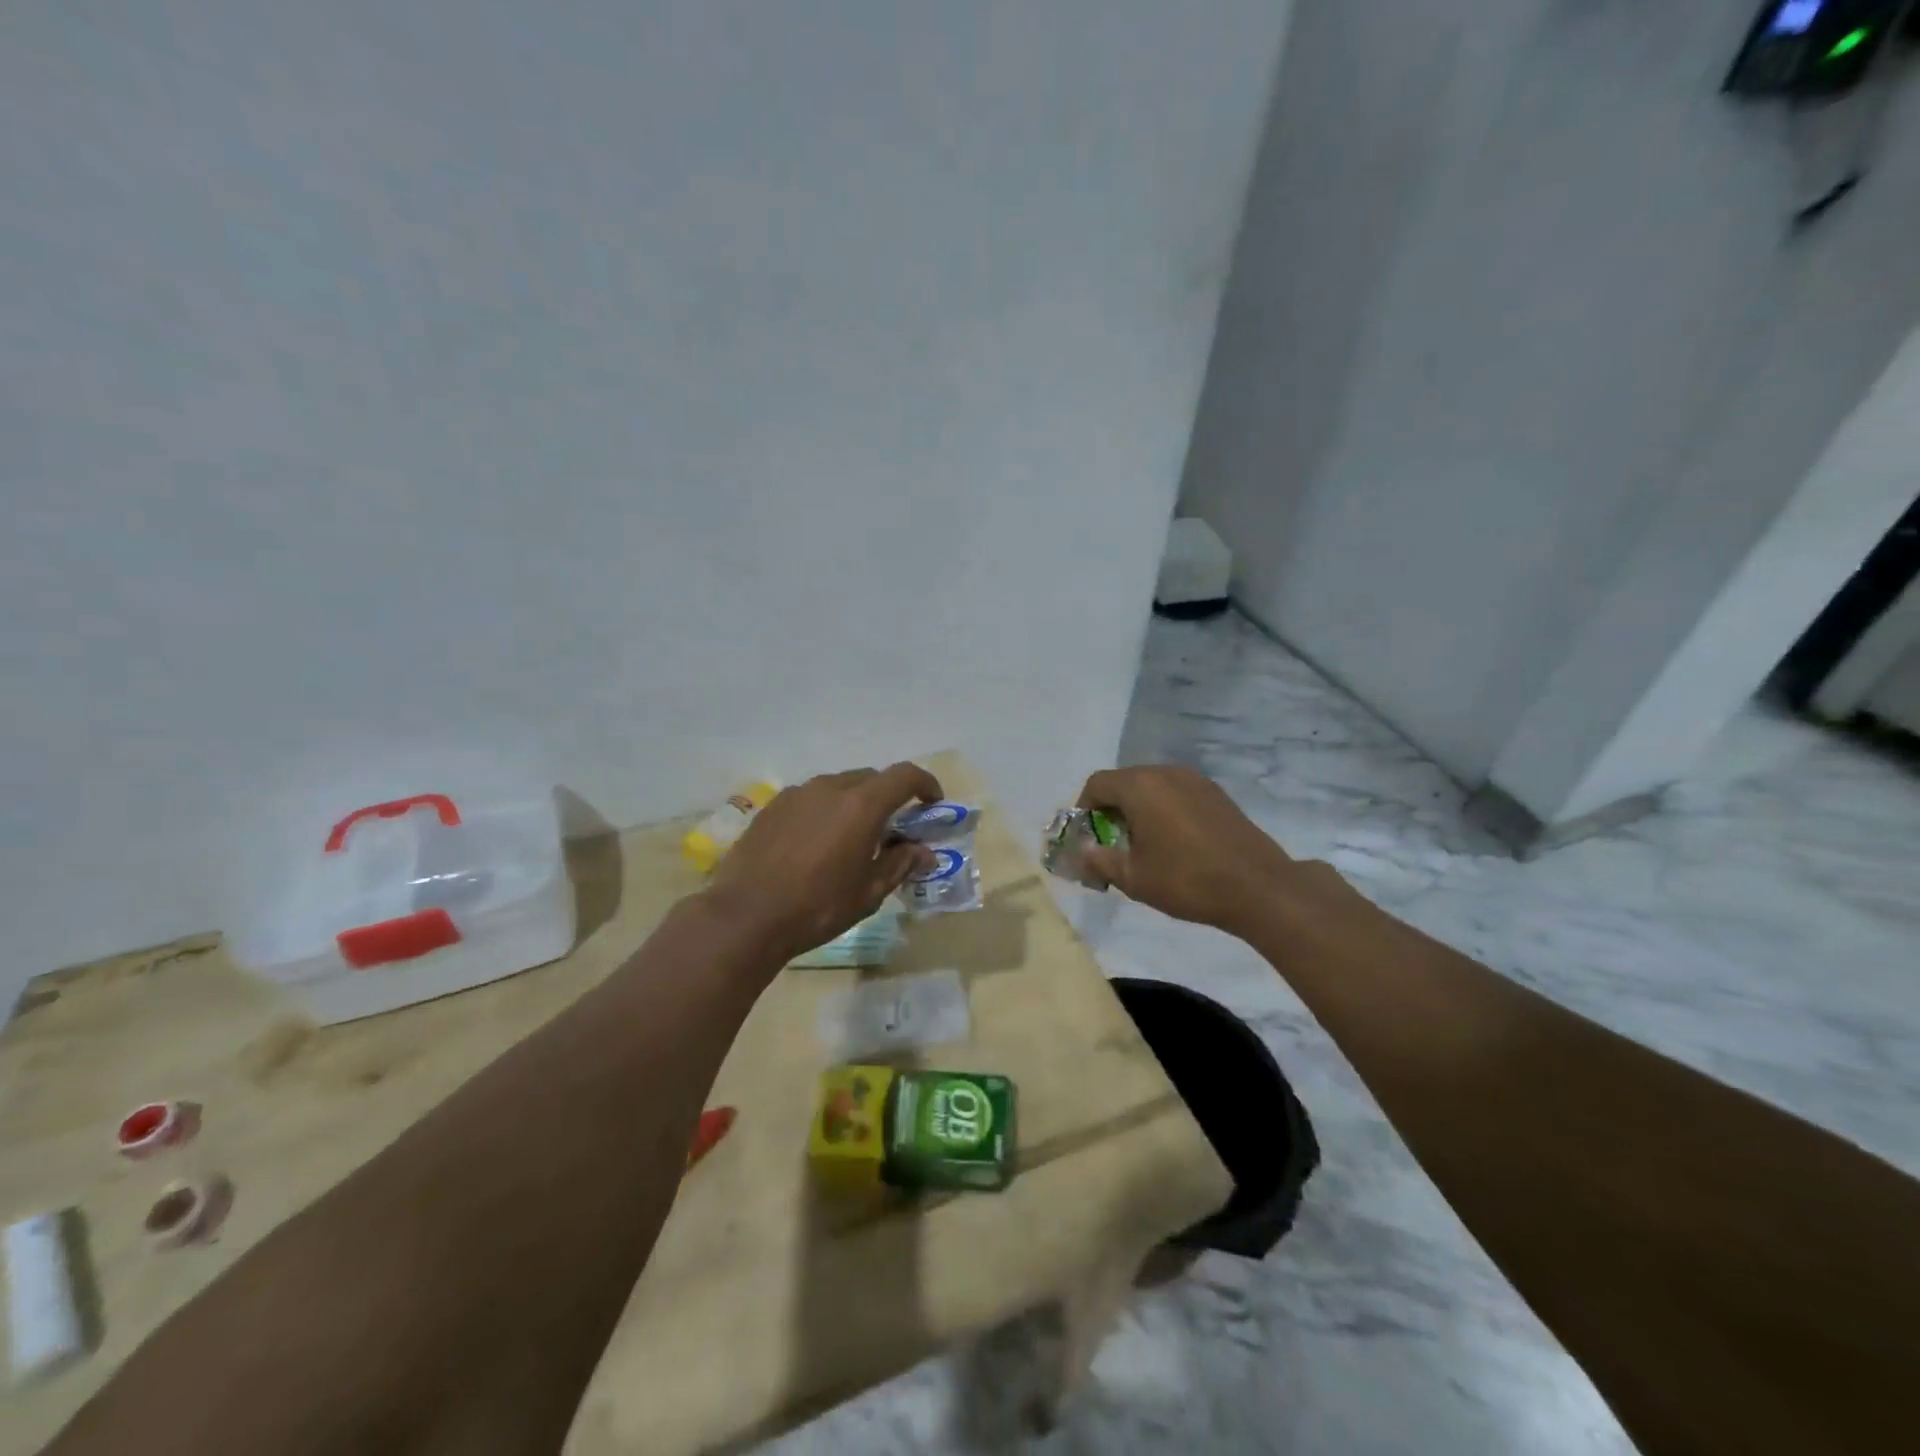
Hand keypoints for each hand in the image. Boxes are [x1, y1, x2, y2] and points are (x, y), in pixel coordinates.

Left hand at [704, 762, 942, 965]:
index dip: (925, 784)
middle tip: (893, 829)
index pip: (904, 776)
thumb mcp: (869, 892)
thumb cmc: (818, 907)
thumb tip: (924, 852)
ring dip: (855, 803)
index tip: (933, 803)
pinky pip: (811, 798)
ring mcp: (797, 794)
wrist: (745, 917)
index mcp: (861, 805)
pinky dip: (825, 811)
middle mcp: (830, 788)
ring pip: (838, 786)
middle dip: (889, 797)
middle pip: (871, 778)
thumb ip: (901, 864)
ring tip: (852, 837)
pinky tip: (817, 843)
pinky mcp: (772, 806)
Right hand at [1077, 766, 1294, 933]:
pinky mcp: (1216, 793)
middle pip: (1124, 782)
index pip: (1097, 784)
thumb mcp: (1133, 878)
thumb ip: (1099, 861)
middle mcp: (1166, 773)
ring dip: (1137, 810)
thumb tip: (1080, 854)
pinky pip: (1176, 793)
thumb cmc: (1187, 880)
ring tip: (1143, 846)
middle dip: (1110, 810)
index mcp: (1140, 786)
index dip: (1083, 810)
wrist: (1259, 888)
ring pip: (1151, 787)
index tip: (1087, 839)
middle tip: (1111, 845)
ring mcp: (1195, 780)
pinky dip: (1163, 810)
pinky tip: (1173, 843)